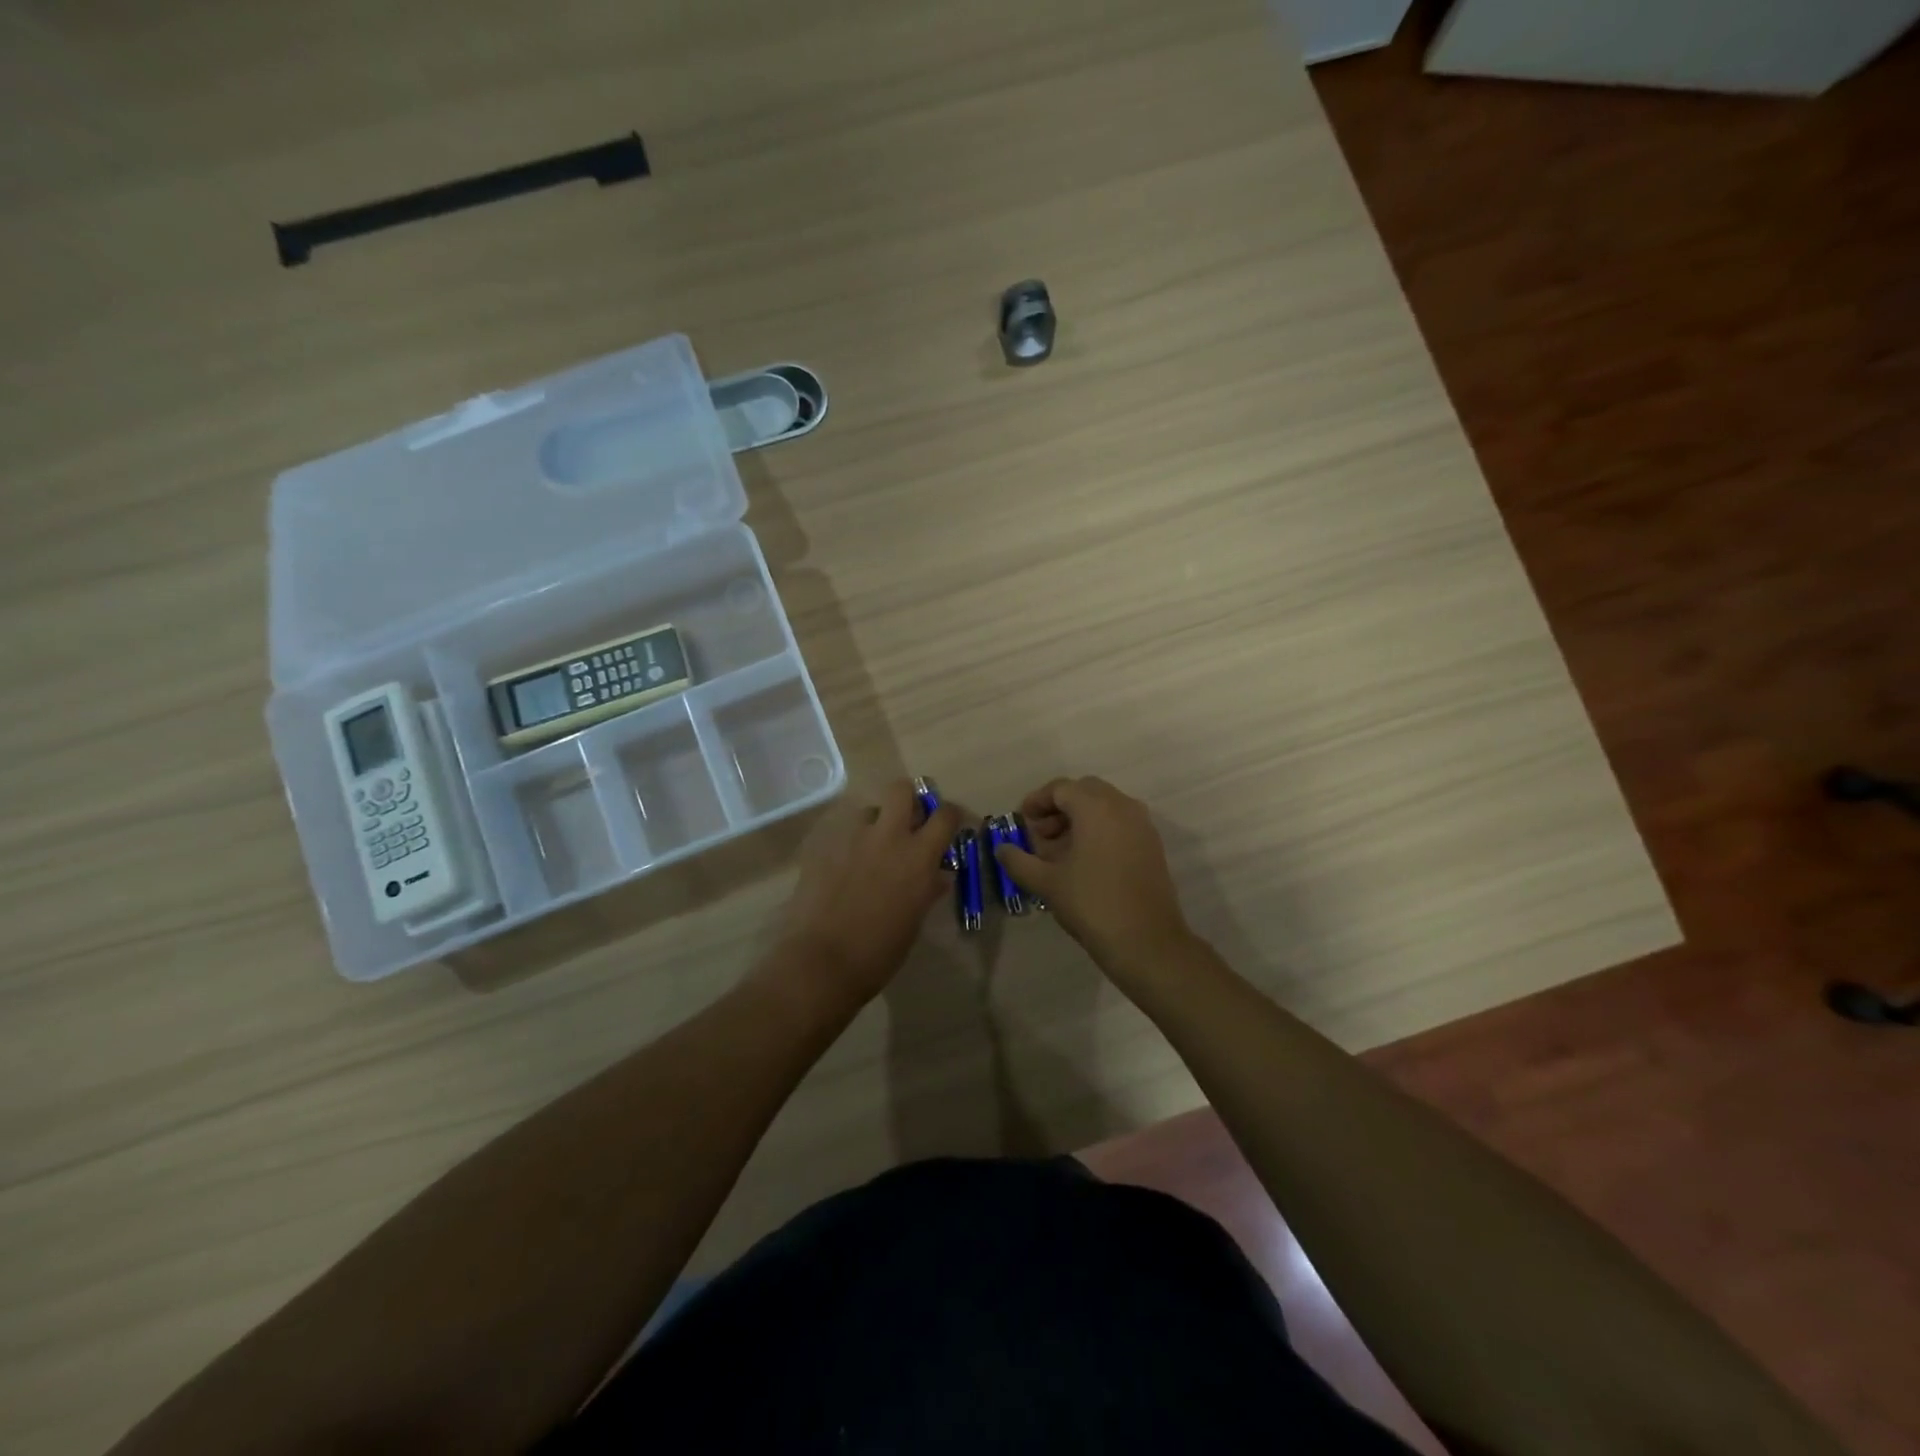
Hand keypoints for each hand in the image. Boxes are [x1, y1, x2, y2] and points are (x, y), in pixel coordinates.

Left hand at [767, 778, 961, 1012]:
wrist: (822, 961)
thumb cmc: (879, 951)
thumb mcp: (914, 921)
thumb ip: (927, 890)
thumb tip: (936, 876)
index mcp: (919, 857)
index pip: (945, 815)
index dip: (951, 814)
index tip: (951, 822)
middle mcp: (888, 837)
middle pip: (902, 789)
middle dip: (910, 798)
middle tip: (910, 819)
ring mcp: (852, 839)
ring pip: (869, 809)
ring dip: (876, 822)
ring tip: (873, 848)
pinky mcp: (824, 847)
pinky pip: (843, 833)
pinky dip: (850, 844)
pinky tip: (844, 868)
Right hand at [993, 776, 1193, 972]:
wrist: (1146, 941)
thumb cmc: (1091, 904)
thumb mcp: (1046, 883)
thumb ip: (1019, 861)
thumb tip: (1002, 849)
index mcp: (1096, 807)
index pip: (1061, 788)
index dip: (1037, 801)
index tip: (1022, 820)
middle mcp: (1123, 806)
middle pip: (1085, 792)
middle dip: (1059, 808)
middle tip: (1040, 834)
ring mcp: (1142, 825)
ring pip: (1105, 807)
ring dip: (1080, 819)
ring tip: (1059, 851)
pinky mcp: (1152, 845)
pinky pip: (1121, 823)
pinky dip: (1100, 830)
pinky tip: (1084, 861)